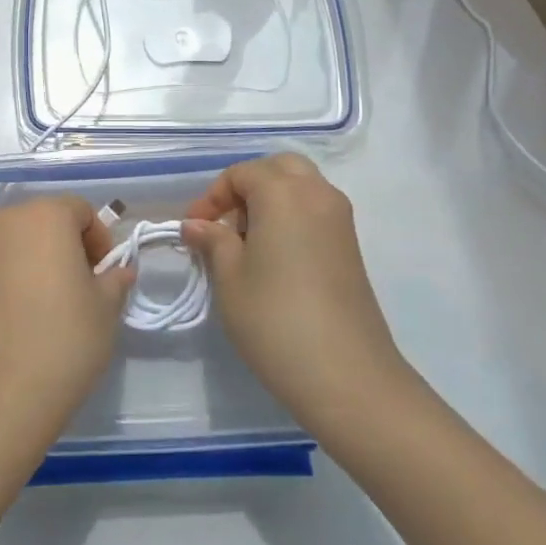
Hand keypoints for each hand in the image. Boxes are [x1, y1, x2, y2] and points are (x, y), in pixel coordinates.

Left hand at [0, 196, 134, 446]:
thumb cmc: (63, 341)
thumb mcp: (106, 310)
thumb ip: (115, 278)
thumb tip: (117, 270)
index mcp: (45, 217)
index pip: (79, 210)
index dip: (97, 238)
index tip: (103, 273)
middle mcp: (2, 221)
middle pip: (40, 220)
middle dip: (60, 244)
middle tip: (74, 286)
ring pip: (8, 242)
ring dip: (27, 259)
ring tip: (38, 303)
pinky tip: (7, 318)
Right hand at [182, 155, 418, 432]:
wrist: (347, 376)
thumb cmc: (275, 319)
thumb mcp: (229, 278)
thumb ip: (213, 241)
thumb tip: (196, 225)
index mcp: (284, 194)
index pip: (242, 173)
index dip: (212, 197)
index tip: (194, 230)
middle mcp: (318, 195)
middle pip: (279, 168)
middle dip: (247, 187)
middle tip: (224, 223)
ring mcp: (341, 221)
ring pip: (301, 187)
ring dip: (271, 201)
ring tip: (246, 243)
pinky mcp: (351, 247)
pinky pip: (315, 211)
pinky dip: (291, 218)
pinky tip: (273, 258)